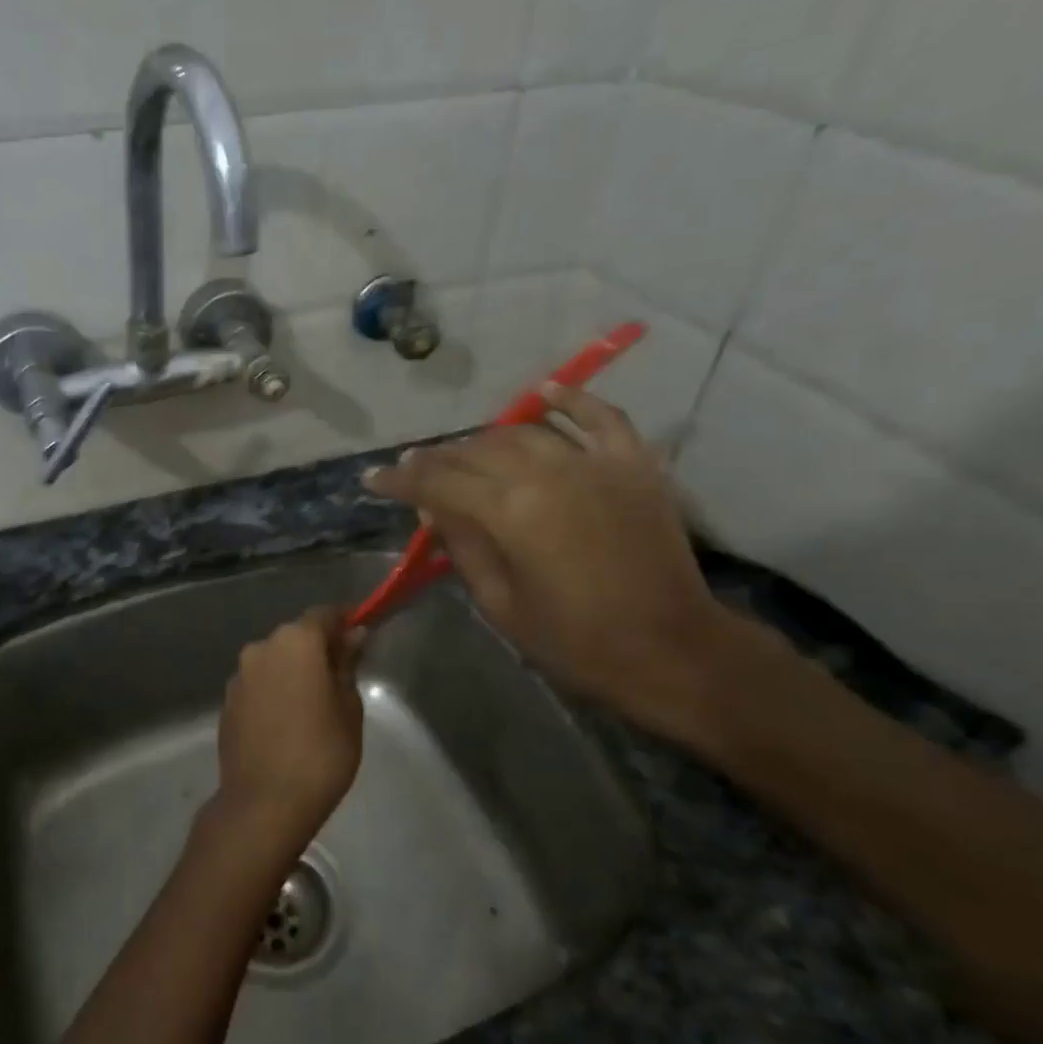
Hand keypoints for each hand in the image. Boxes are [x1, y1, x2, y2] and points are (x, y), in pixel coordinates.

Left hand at [214, 607, 365, 851]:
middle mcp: (262, 648)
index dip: (344, 622)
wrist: (264, 803)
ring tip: (313, 705)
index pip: (324, 615)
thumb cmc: (320, 753)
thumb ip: (347, 666)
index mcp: (296, 642)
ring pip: (274, 660)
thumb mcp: (349, 708)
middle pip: (296, 636)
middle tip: (340, 677)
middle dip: (318, 649)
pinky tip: (287, 722)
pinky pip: (258, 684)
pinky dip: (274, 691)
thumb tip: (351, 636)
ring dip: (293, 671)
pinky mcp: (227, 701)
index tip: (360, 637)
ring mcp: (239, 675)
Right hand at [364, 385, 738, 746]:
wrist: (670, 649)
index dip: (399, 481)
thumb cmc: (575, 640)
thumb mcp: (500, 602)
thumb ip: (463, 546)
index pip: (437, 483)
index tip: (373, 480)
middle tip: (415, 469)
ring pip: (524, 434)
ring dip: (486, 440)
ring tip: (463, 451)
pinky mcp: (633, 465)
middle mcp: (546, 473)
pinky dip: (571, 402)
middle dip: (437, 459)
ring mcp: (594, 463)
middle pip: (476, 452)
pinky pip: (600, 418)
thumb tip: (434, 508)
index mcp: (509, 512)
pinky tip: (543, 394)